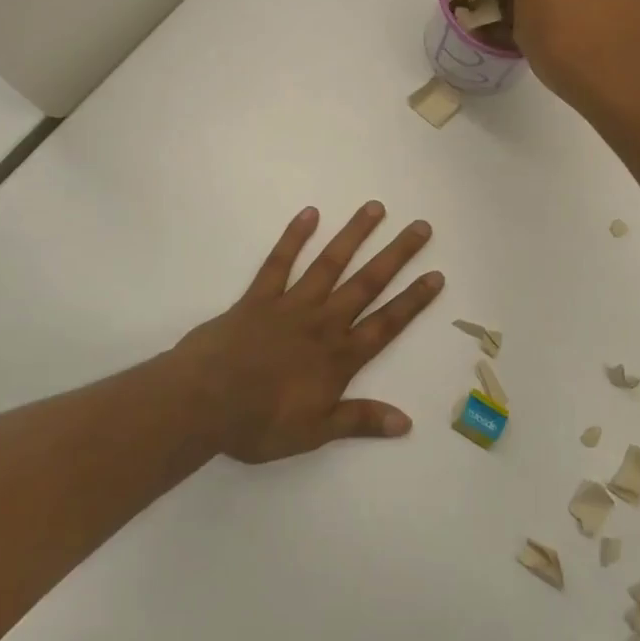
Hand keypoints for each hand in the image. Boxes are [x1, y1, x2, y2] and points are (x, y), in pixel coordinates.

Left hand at [174, 202, 443, 462]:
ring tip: (375, 208)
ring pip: (330, 263)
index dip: (413, 300)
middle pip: (367, 283)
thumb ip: (360, 420)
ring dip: (354, 235)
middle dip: (397, 255)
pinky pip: (279, 262)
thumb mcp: (315, 432)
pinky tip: (310, 213)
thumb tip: (406, 422)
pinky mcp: (258, 297)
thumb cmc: (259, 423)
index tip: (436, 274)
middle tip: (420, 226)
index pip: (386, 323)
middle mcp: (323, 322)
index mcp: (339, 356)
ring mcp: (291, 304)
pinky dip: (294, 237)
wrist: (203, 403)